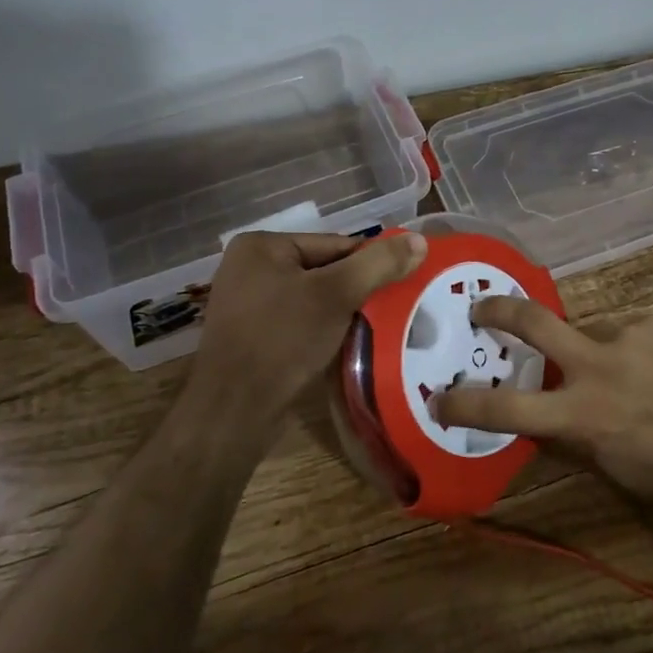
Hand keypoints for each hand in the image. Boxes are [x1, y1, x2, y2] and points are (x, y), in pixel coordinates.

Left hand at [191, 230, 426, 414]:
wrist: (233, 413)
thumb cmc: (282, 341)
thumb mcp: (337, 295)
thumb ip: (379, 264)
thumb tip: (419, 240)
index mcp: (262, 246)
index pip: (336, 245)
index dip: (371, 266)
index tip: (401, 287)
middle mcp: (250, 268)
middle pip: (325, 271)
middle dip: (357, 292)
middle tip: (393, 310)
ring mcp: (248, 304)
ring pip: (314, 299)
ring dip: (343, 314)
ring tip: (375, 330)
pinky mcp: (252, 337)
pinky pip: (299, 322)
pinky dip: (324, 331)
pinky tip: (346, 347)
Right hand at [436, 299, 652, 508]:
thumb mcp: (616, 471)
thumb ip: (573, 439)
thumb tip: (541, 420)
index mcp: (583, 413)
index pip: (507, 407)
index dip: (465, 403)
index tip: (439, 398)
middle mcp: (599, 363)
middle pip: (533, 321)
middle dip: (497, 311)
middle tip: (481, 310)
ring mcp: (631, 333)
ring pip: (587, 328)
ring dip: (588, 348)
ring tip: (621, 375)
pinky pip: (626, 329)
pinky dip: (626, 347)